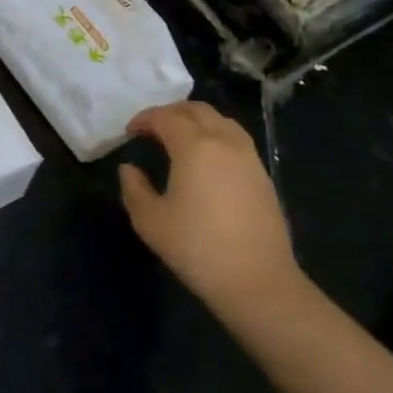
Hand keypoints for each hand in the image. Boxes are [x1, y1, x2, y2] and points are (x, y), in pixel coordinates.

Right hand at [119, 102, 303, 326]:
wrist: (258, 283)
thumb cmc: (197, 248)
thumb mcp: (150, 221)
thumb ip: (134, 188)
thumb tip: (129, 169)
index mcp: (195, 146)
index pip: (165, 117)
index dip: (144, 119)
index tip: (130, 132)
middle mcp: (224, 142)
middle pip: (197, 110)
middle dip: (171, 113)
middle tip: (153, 129)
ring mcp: (249, 158)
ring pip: (221, 121)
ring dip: (197, 121)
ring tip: (180, 139)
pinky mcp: (263, 177)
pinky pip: (236, 140)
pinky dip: (216, 137)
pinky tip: (207, 161)